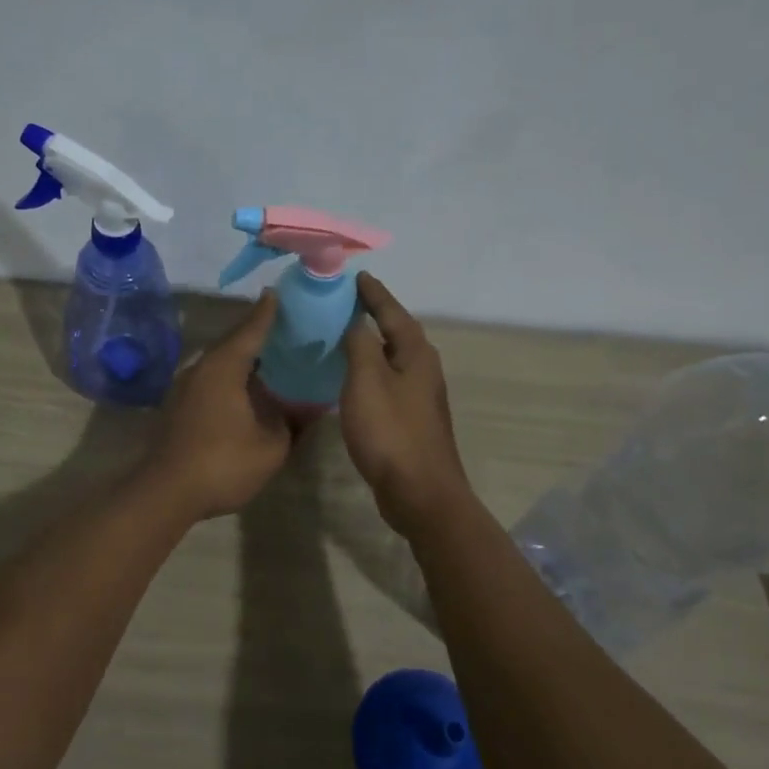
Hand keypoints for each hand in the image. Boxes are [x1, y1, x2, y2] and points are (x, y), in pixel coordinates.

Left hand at [145, 292, 293, 519]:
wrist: (166, 492)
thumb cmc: (223, 462)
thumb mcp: (272, 446)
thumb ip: (291, 422)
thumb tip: (306, 408)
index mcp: (225, 366)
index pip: (251, 330)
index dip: (268, 313)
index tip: (279, 294)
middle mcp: (202, 368)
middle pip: (233, 343)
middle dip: (257, 335)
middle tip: (285, 329)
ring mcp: (186, 387)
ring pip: (220, 363)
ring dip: (243, 360)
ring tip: (271, 360)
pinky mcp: (179, 407)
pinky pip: (212, 380)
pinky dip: (232, 378)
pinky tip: (247, 391)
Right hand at [341, 273, 472, 535]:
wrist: (419, 492)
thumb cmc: (391, 431)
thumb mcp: (367, 380)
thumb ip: (360, 344)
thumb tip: (356, 321)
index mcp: (416, 354)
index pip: (393, 312)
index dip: (374, 294)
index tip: (356, 276)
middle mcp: (423, 369)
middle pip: (397, 332)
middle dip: (375, 314)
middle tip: (347, 300)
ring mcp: (420, 396)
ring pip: (393, 357)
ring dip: (372, 342)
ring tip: (345, 333)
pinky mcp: (411, 419)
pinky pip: (388, 380)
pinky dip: (370, 369)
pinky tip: (353, 378)